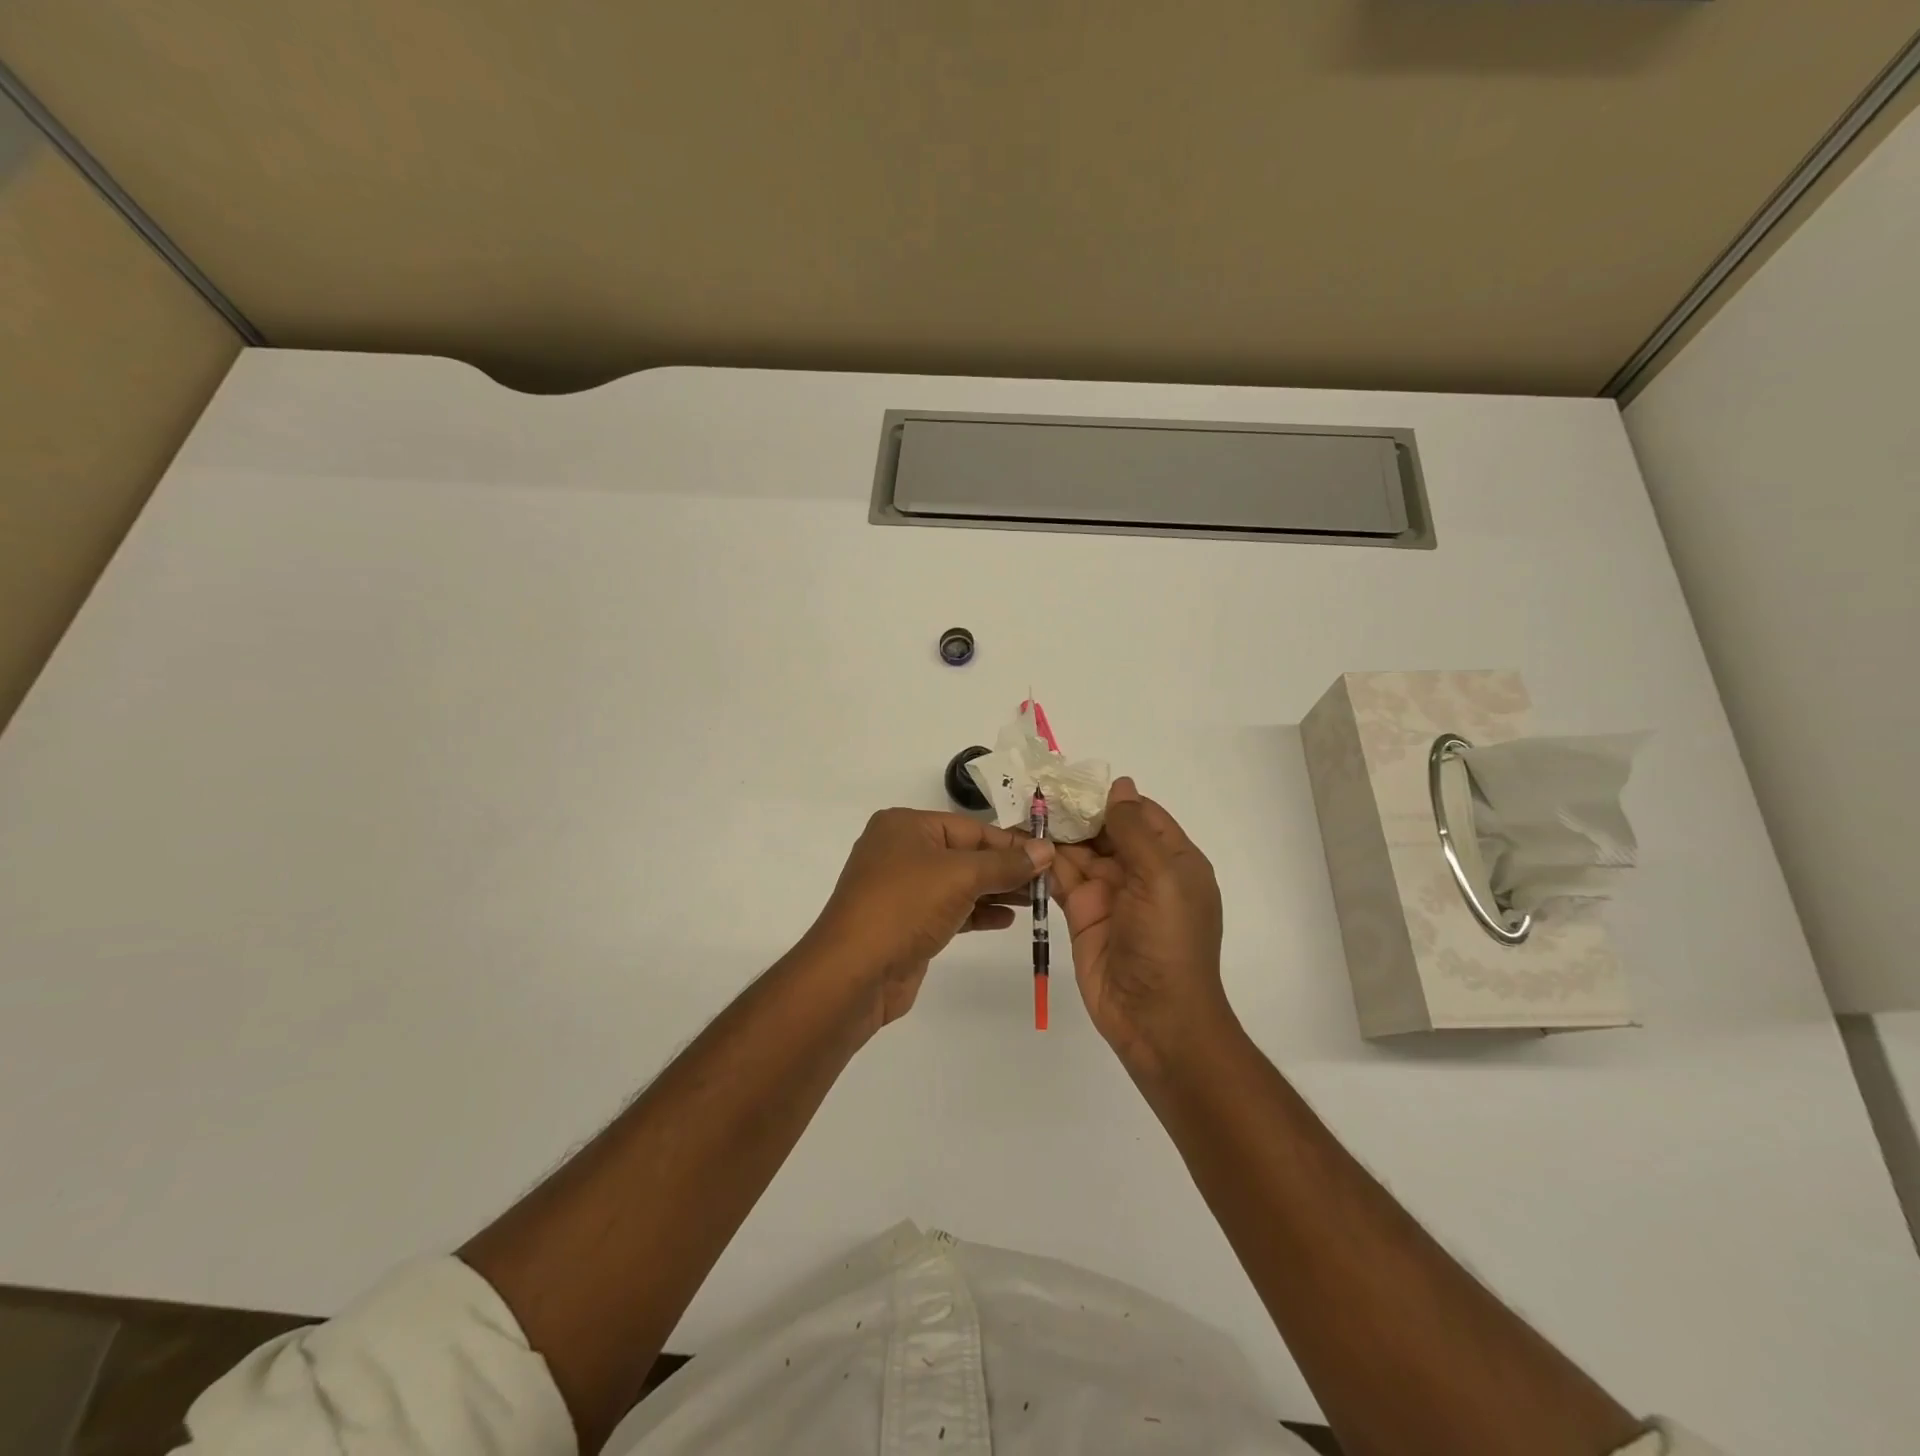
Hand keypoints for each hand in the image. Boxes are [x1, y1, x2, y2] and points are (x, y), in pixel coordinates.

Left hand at [803, 809, 1052, 1033]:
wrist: (854, 973)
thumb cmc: (905, 907)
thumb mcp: (960, 877)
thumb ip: (1005, 864)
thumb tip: (1045, 850)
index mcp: (906, 826)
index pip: (971, 828)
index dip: (1011, 843)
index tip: (1050, 856)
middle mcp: (900, 850)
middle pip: (966, 854)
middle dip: (1006, 868)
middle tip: (1050, 881)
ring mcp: (902, 889)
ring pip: (959, 884)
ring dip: (996, 891)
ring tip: (1037, 901)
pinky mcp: (907, 922)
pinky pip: (950, 909)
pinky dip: (977, 912)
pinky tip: (1006, 919)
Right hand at [1050, 778, 1232, 1074]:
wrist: (1155, 1017)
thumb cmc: (1168, 941)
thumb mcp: (1160, 877)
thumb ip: (1134, 830)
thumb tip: (1120, 785)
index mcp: (1172, 859)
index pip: (1141, 814)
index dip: (1110, 797)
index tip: (1073, 778)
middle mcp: (1141, 872)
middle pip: (1105, 830)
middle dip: (1076, 812)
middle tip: (1036, 788)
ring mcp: (1110, 894)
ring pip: (1079, 852)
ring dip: (1055, 833)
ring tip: (1021, 808)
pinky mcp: (1082, 915)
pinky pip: (1062, 879)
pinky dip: (1044, 862)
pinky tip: (1021, 843)